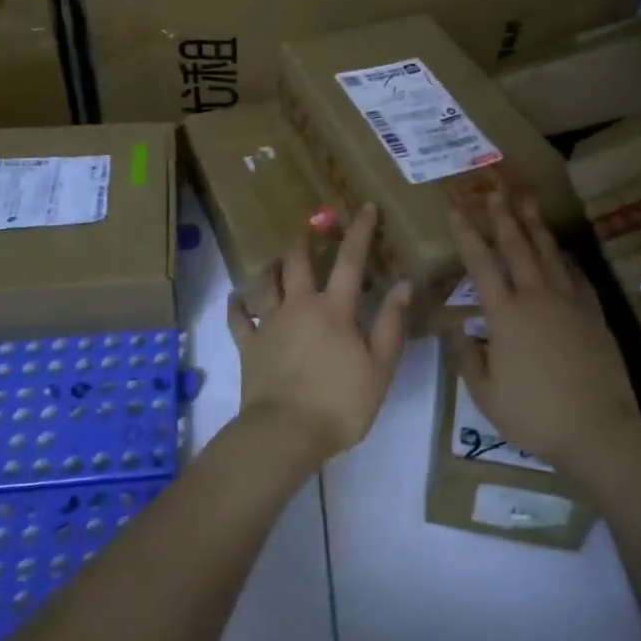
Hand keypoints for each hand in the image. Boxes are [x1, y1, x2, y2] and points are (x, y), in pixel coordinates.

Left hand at [226, 204, 410, 463]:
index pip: (350, 260)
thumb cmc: (340, 402)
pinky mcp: (248, 345)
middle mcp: (299, 306)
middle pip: (298, 262)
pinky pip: (238, 317)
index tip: (364, 208)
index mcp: (334, 309)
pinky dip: (237, 304)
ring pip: (265, 283)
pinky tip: (237, 297)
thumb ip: (391, 323)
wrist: (285, 432)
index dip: (359, 231)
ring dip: (271, 266)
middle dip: (305, 240)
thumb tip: (403, 283)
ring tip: (276, 259)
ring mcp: (269, 324)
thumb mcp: (380, 367)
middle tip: (310, 227)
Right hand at [449, 194, 640, 470]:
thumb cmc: (534, 415)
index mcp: (505, 315)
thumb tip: (454, 327)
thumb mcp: (485, 393)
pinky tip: (563, 251)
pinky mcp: (593, 316)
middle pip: (517, 248)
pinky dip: (567, 260)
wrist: (598, 429)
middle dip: (503, 217)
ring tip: (528, 201)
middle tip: (496, 190)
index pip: (481, 265)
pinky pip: (577, 278)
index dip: (467, 234)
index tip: (456, 209)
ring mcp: (569, 304)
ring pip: (549, 255)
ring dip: (536, 226)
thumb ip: (466, 356)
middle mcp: (536, 299)